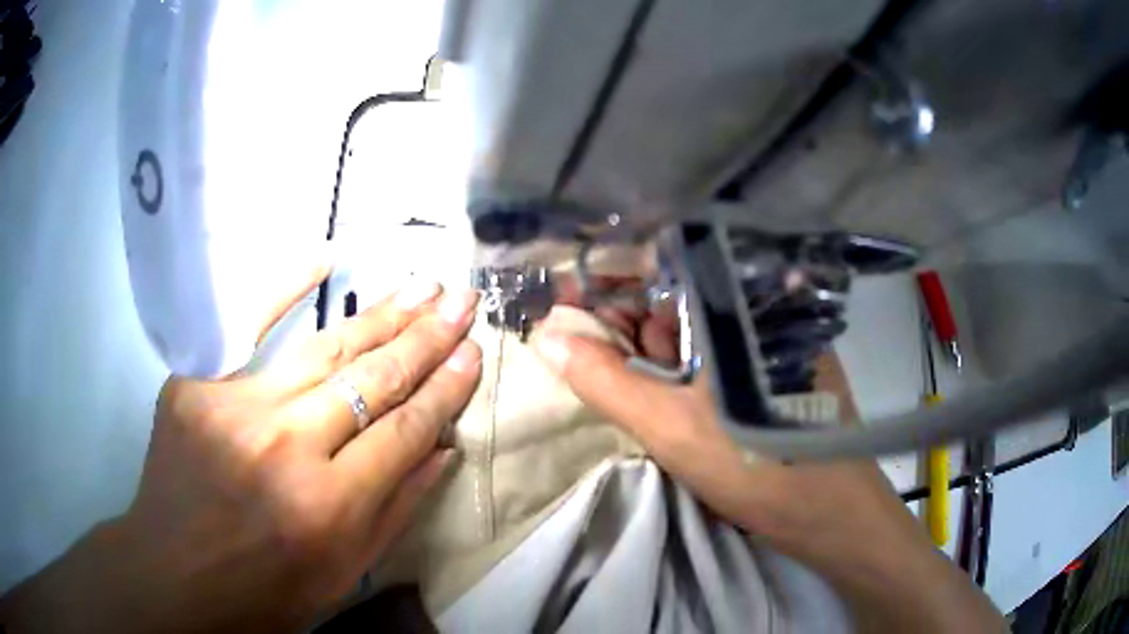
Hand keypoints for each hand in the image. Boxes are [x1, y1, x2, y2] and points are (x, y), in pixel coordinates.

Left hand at [1, 274, 482, 632]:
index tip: (475, 352)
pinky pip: (246, 329)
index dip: (444, 390)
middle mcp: (285, 448)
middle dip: (426, 337)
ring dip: (379, 315)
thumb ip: (397, 509)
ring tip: (421, 287)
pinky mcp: (196, 387)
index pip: (403, 431)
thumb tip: (444, 449)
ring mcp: (235, 408)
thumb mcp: (343, 572)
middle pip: (370, 380)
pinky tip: (323, 258)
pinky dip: (284, 289)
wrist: (176, 576)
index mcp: (327, 507)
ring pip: (323, 350)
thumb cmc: (266, 591)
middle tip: (463, 299)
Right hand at [530, 301, 1004, 632]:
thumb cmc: (758, 464)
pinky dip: (675, 369)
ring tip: (608, 372)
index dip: (607, 277)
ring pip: (689, 330)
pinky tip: (654, 391)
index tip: (563, 295)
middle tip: (573, 340)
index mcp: (734, 302)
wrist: (833, 513)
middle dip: (619, 317)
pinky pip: (709, 357)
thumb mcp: (670, 426)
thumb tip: (548, 336)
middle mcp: (752, 307)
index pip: (658, 266)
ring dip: (646, 348)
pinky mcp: (767, 370)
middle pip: (670, 297)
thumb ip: (605, 380)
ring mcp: (763, 340)